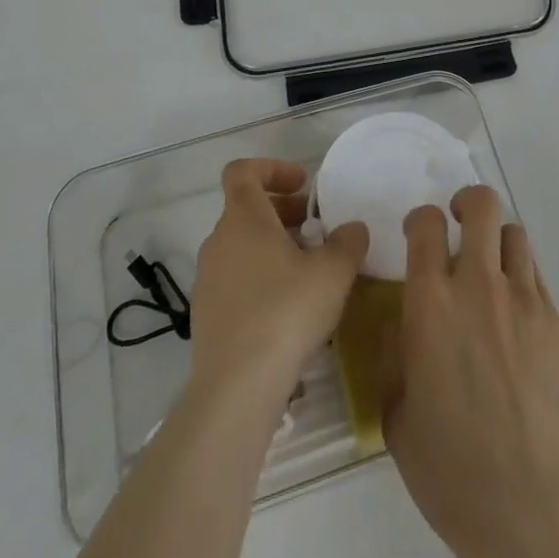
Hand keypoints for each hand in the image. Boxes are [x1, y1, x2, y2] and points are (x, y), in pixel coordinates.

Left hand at [190, 159, 367, 397]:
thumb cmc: (286, 312)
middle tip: (316, 229)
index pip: (242, 171)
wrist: (236, 388)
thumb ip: (348, 241)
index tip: (303, 185)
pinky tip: (289, 309)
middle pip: (246, 209)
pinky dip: (260, 279)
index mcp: (243, 218)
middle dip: (283, 212)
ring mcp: (207, 280)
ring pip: (242, 247)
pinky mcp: (206, 316)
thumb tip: (352, 228)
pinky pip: (235, 280)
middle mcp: (218, 241)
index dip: (272, 169)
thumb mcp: (333, 272)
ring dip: (273, 247)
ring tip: (309, 271)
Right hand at [385, 186, 558, 557]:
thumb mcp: (397, 413)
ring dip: (497, 243)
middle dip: (467, 203)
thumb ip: (397, 356)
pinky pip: (537, 277)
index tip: (418, 234)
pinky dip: (522, 281)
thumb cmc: (449, 467)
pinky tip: (517, 319)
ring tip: (492, 272)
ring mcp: (524, 299)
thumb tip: (405, 327)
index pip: (426, 224)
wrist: (528, 504)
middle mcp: (478, 285)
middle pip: (482, 206)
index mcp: (431, 302)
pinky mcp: (557, 321)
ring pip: (515, 235)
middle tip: (459, 225)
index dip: (420, 219)